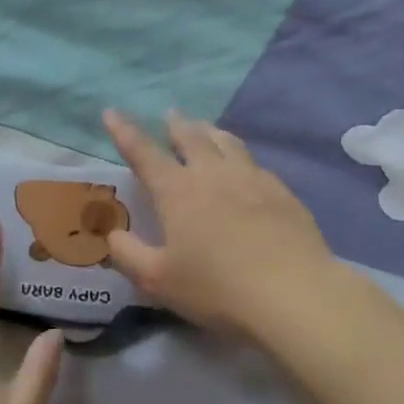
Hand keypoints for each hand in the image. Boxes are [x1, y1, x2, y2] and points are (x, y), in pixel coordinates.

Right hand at [103, 109, 338, 337]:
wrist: (291, 292)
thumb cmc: (216, 288)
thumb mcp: (158, 280)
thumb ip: (128, 255)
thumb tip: (112, 234)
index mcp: (177, 191)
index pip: (143, 152)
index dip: (124, 131)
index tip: (111, 112)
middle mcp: (213, 174)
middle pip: (191, 137)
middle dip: (175, 124)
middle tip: (169, 116)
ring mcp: (252, 179)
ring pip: (227, 142)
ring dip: (210, 131)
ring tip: (205, 129)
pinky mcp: (282, 192)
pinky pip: (254, 163)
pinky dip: (240, 157)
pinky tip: (245, 169)